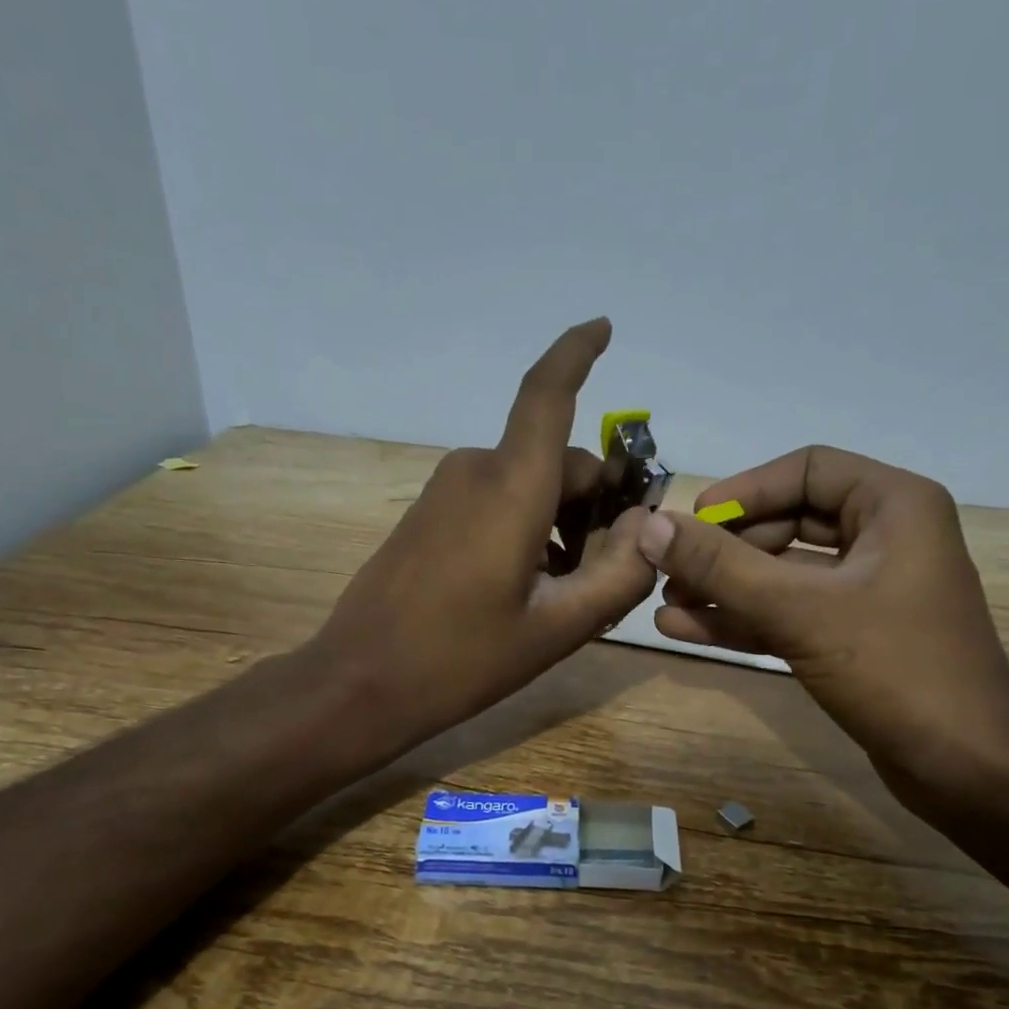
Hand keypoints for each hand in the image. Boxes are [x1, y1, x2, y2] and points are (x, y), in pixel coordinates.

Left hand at [314, 318, 656, 746]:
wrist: (362, 682)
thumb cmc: (462, 658)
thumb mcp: (558, 628)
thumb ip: (619, 575)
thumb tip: (646, 529)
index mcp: (511, 488)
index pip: (547, 394)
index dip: (576, 352)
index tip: (604, 327)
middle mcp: (477, 472)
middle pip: (559, 460)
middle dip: (597, 502)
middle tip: (610, 571)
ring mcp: (447, 491)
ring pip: (531, 482)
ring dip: (564, 521)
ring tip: (568, 591)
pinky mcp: (431, 513)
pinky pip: (498, 500)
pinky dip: (531, 526)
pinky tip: (530, 585)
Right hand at [636, 445, 1008, 798]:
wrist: (966, 767)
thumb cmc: (895, 669)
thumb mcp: (800, 610)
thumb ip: (721, 567)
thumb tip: (650, 526)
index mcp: (894, 505)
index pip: (806, 470)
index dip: (745, 492)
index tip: (692, 521)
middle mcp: (885, 537)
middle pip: (789, 522)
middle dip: (727, 550)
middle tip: (671, 573)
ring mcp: (870, 590)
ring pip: (785, 574)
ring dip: (728, 588)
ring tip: (668, 606)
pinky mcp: (856, 636)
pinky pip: (793, 612)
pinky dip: (746, 619)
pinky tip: (688, 630)